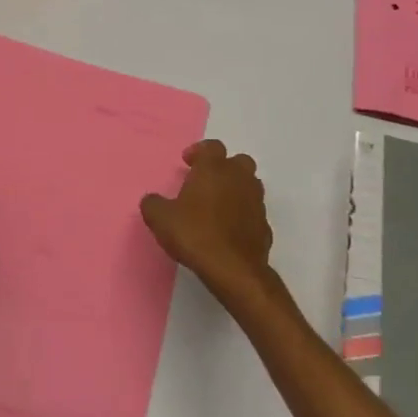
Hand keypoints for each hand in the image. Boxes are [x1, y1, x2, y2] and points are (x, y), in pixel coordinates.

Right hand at [140, 141, 278, 306]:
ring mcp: (256, 202)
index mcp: (214, 169)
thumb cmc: (195, 234)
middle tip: (205, 181)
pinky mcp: (264, 225)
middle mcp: (239, 179)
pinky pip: (253, 211)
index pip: (212, 147)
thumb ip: (153, 204)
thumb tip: (152, 200)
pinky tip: (228, 228)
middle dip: (223, 167)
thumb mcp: (160, 219)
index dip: (199, 152)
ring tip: (216, 205)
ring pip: (249, 185)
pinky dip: (242, 213)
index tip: (187, 162)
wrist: (233, 269)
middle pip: (238, 161)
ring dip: (235, 189)